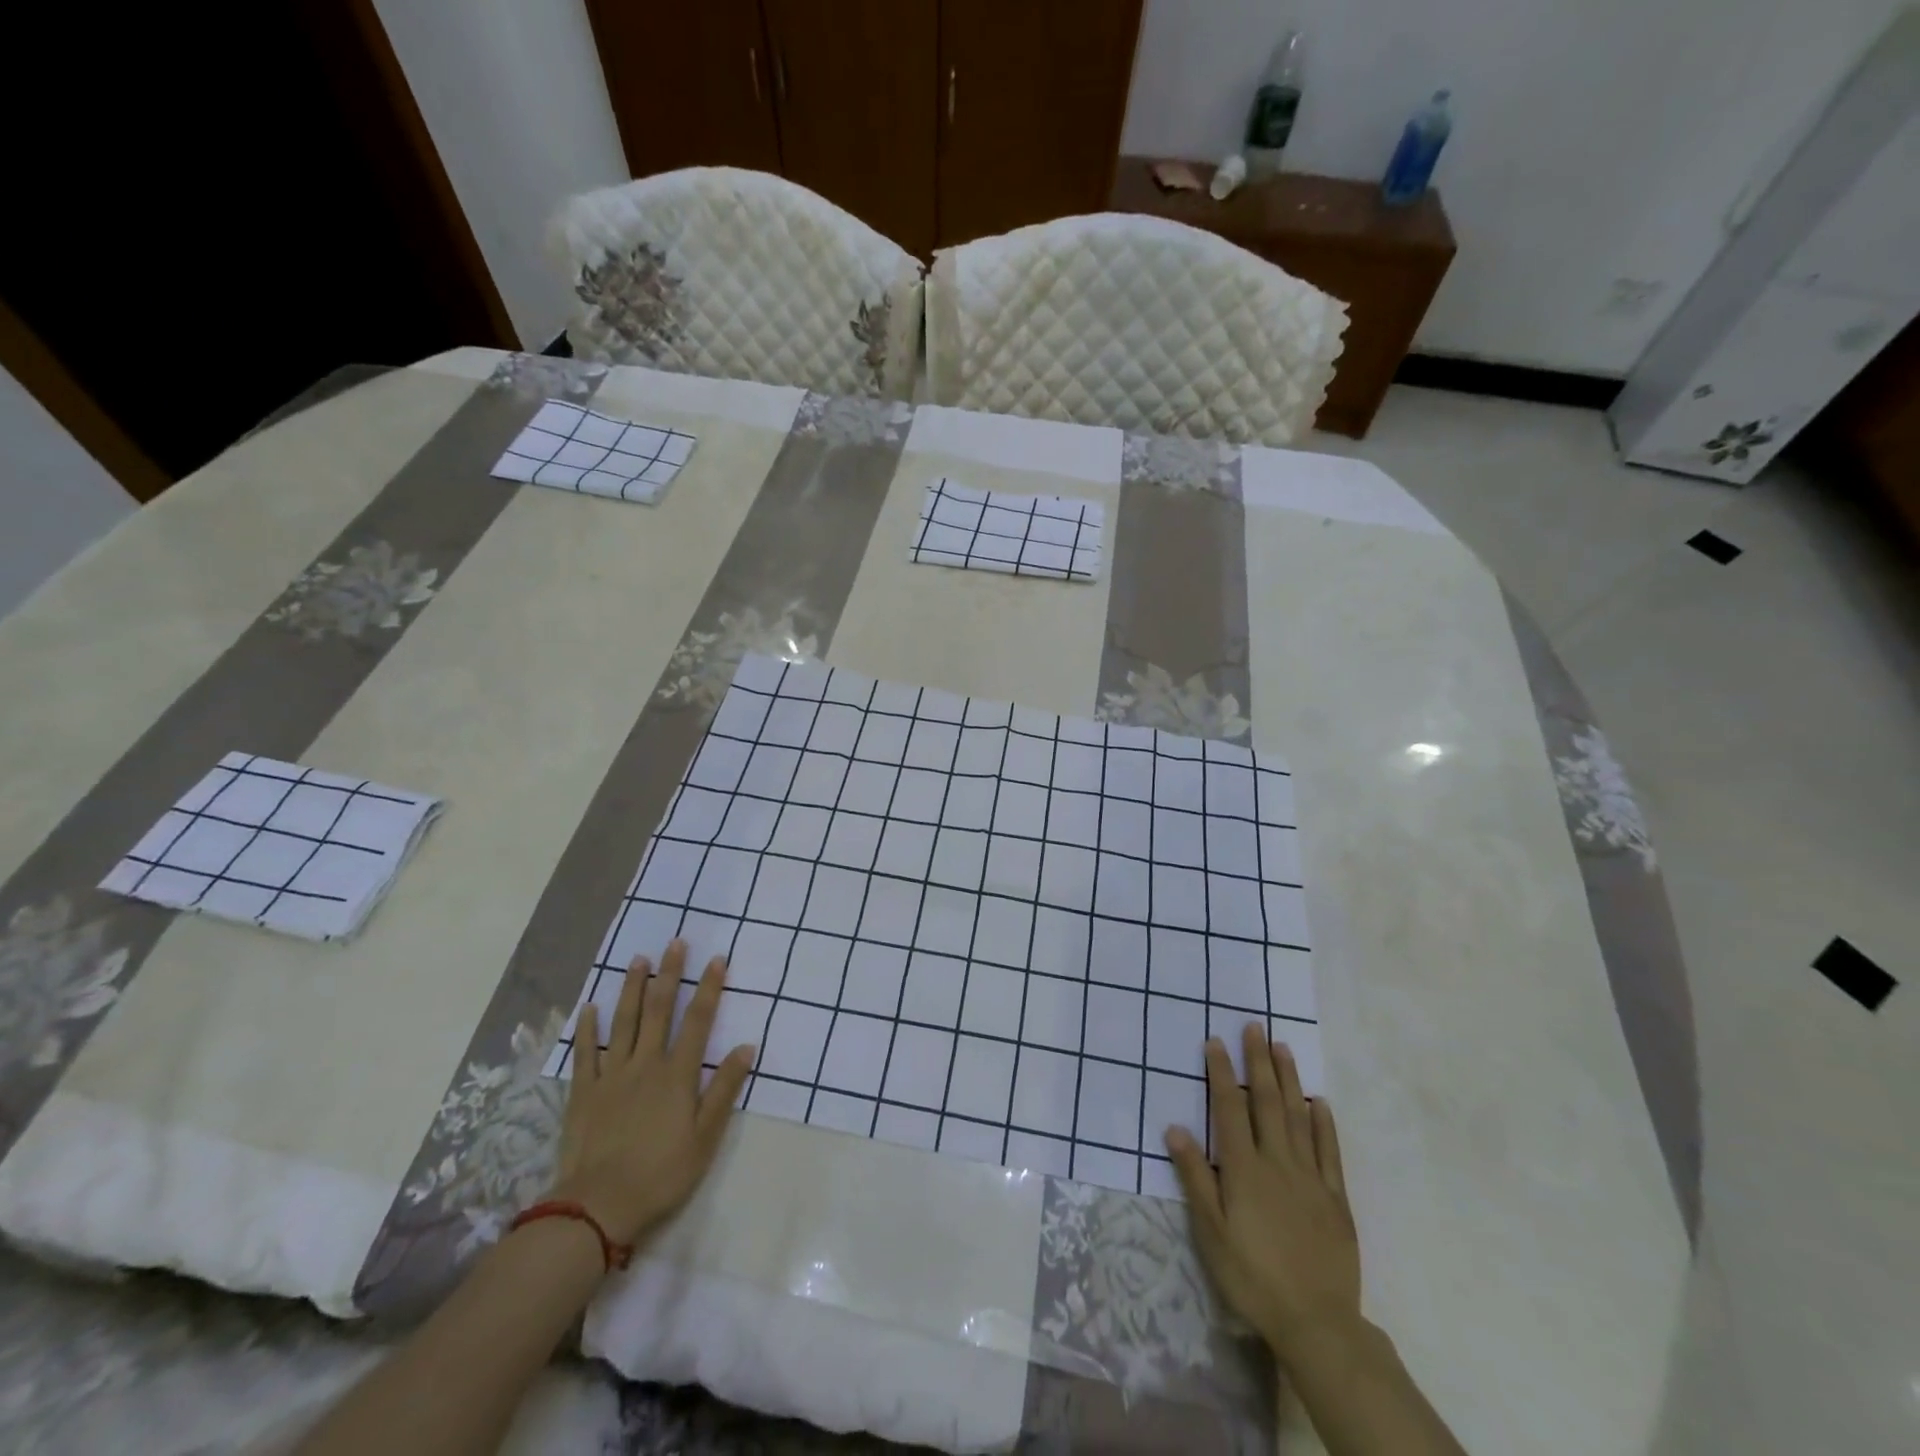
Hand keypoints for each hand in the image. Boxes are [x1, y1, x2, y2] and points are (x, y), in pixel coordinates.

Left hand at [548, 940, 755, 1248]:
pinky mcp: (584, 1093)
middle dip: (669, 974)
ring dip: (632, 988)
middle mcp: (645, 1064)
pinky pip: (586, 1053)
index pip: (698, 1020)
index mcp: (677, 1074)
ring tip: (637, 960)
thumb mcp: (705, 1137)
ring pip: (623, 1022)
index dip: (709, 988)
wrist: (599, 1207)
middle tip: (674, 942)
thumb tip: (747, 1047)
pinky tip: (591, 1008)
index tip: (717, 959)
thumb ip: (724, 1089)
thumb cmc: (662, 1173)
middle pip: (659, 1010)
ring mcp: (611, 1076)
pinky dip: (589, 1029)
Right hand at [1165, 1024, 1360, 1366]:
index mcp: (1243, 1169)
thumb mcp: (1210, 1231)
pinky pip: (1329, 1151)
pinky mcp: (1335, 1198)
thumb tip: (1176, 1127)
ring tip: (1282, 1047)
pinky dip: (1324, 1123)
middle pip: (1265, 1102)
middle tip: (1254, 1026)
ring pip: (1297, 1116)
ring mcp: (1310, 1177)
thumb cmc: (1252, 1276)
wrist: (1316, 1322)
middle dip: (1257, 1062)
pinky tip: (1319, 1102)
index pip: (1228, 1108)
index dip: (1221, 1073)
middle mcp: (1277, 1162)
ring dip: (1288, 1079)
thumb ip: (1195, 1177)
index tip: (1216, 1041)